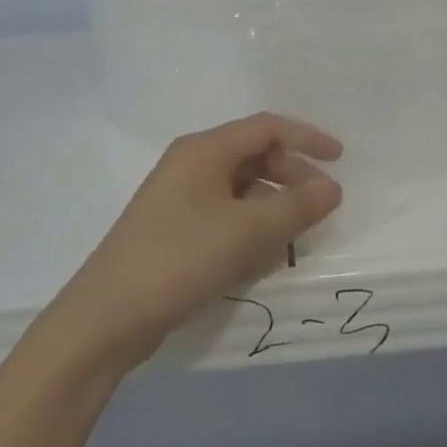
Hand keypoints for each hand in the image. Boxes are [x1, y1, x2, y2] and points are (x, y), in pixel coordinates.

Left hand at [39, 113, 342, 373]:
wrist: (106, 318)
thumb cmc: (178, 259)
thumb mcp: (245, 232)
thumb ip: (295, 207)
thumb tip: (333, 188)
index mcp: (203, 150)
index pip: (265, 128)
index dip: (306, 138)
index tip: (340, 160)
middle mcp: (191, 166)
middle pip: (254, 156)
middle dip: (292, 175)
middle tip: (323, 205)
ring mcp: (180, 200)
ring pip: (241, 189)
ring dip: (273, 205)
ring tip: (297, 235)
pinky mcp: (175, 232)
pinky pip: (225, 216)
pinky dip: (251, 227)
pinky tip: (263, 256)